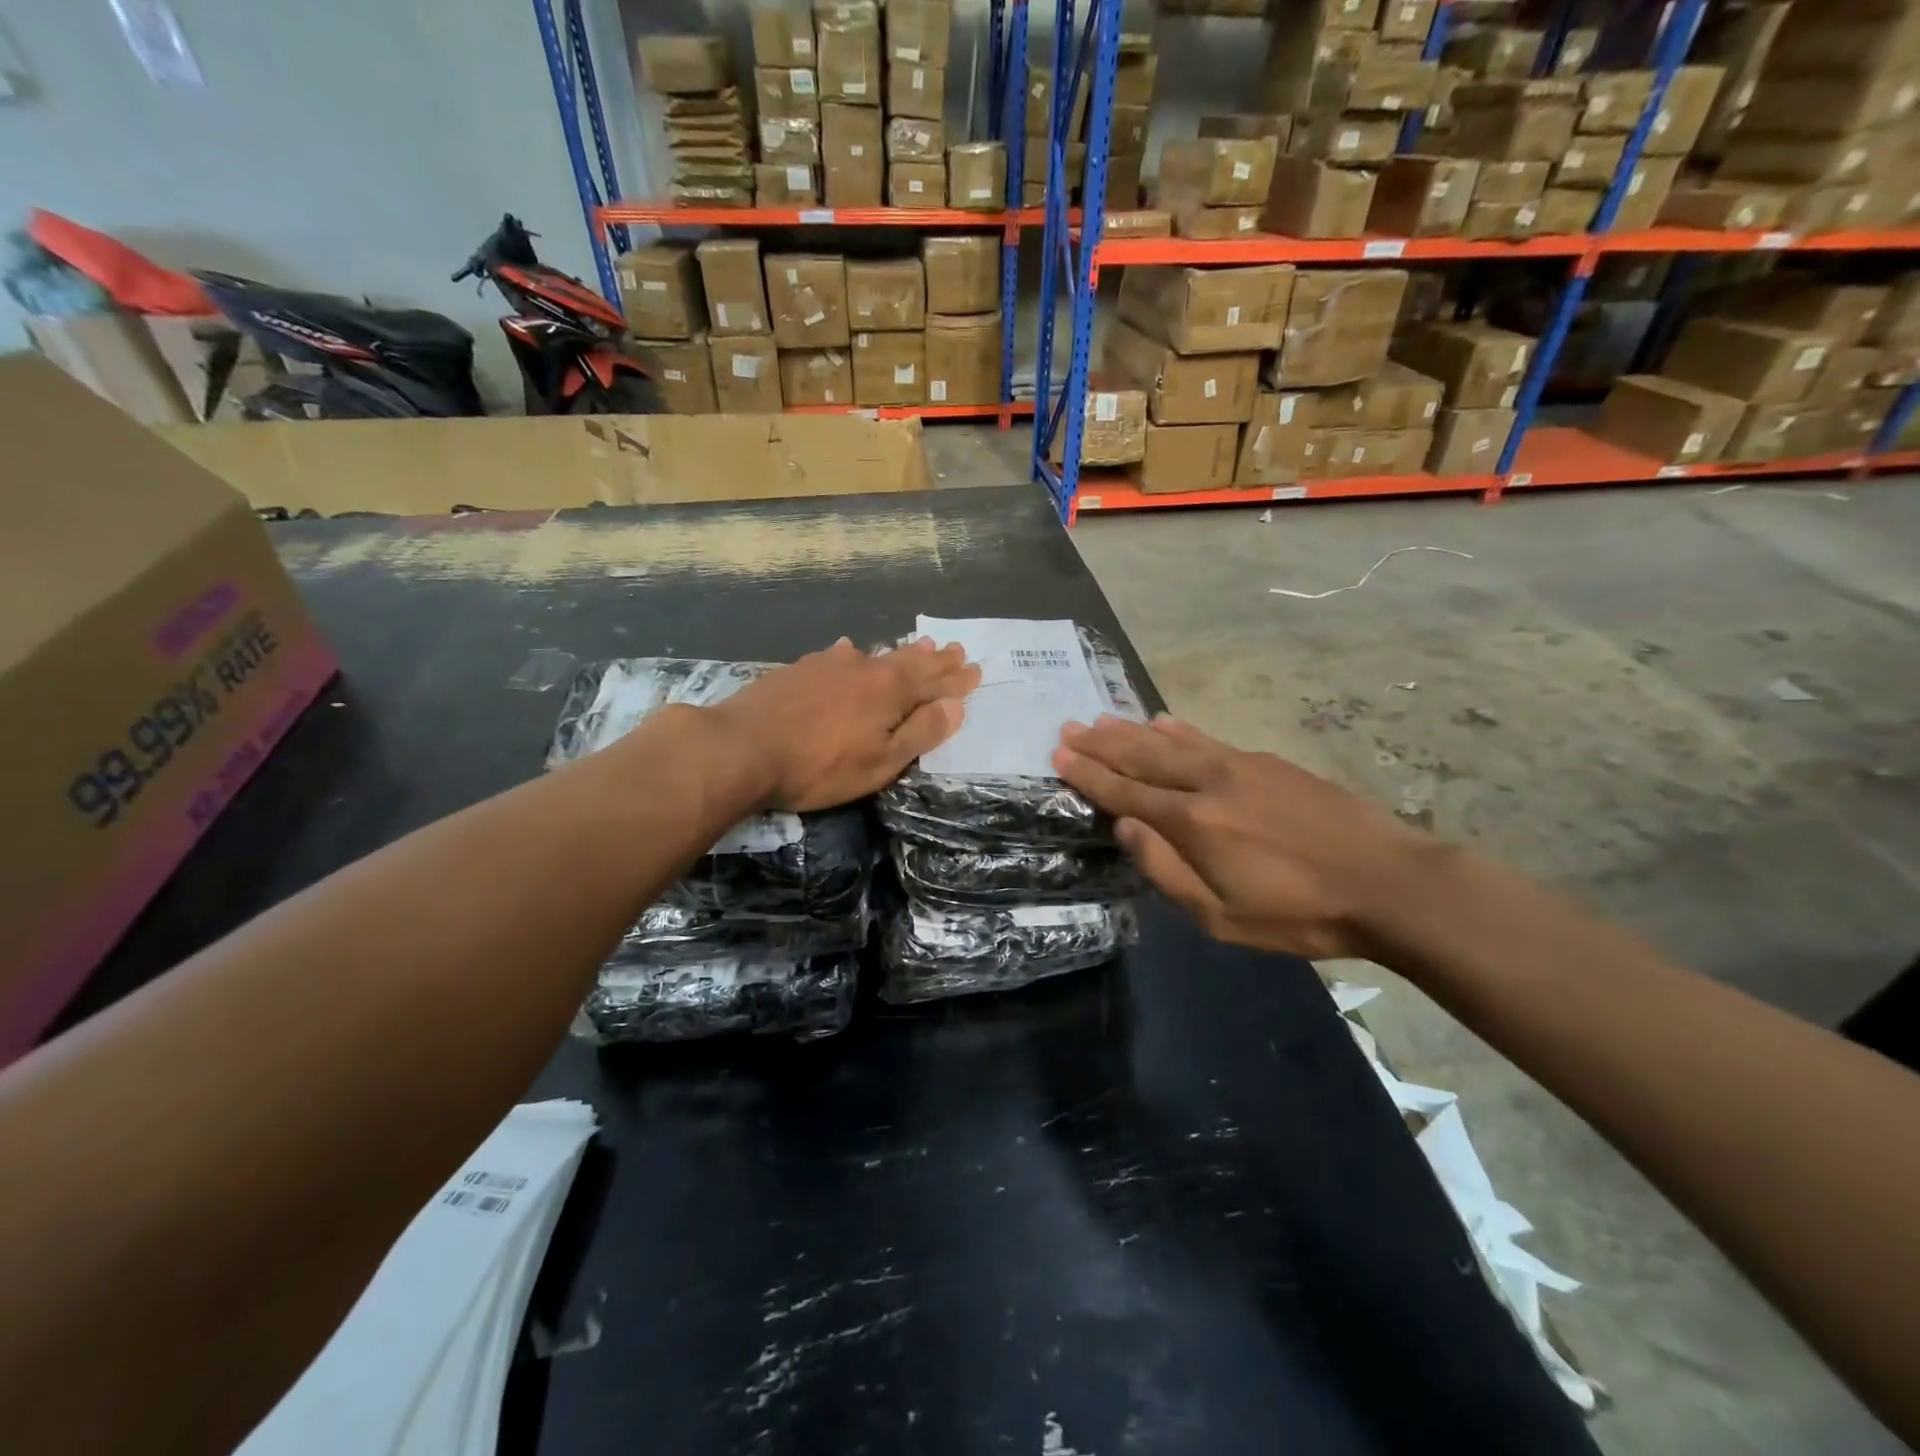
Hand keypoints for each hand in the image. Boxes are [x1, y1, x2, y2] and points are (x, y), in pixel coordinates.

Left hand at [712, 637, 979, 811]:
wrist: (742, 747)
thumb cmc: (819, 766)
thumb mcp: (880, 762)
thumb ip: (920, 733)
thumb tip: (956, 706)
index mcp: (890, 692)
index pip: (934, 683)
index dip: (956, 681)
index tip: (975, 671)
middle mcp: (865, 669)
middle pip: (909, 662)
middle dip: (935, 661)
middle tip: (955, 650)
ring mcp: (830, 665)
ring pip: (876, 655)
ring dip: (902, 653)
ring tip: (920, 646)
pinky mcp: (801, 669)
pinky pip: (840, 655)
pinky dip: (857, 654)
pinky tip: (851, 650)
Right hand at [1052, 715, 1436, 958]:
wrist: (1388, 882)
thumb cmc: (1300, 913)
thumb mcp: (1222, 917)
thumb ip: (1166, 870)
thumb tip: (1124, 826)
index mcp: (1192, 823)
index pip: (1125, 793)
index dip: (1089, 774)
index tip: (1059, 754)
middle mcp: (1208, 784)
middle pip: (1143, 758)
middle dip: (1101, 744)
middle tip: (1068, 728)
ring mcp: (1240, 766)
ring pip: (1173, 742)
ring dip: (1133, 731)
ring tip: (1102, 718)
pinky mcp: (1267, 763)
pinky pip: (1210, 739)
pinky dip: (1180, 730)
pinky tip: (1166, 722)